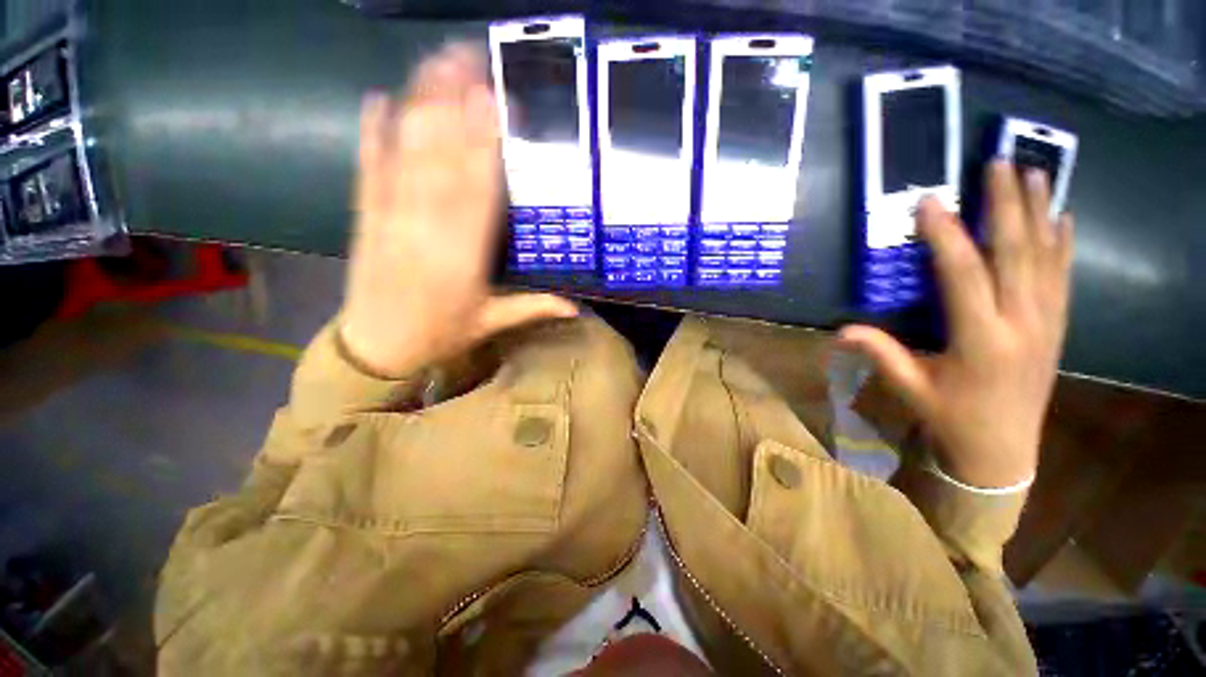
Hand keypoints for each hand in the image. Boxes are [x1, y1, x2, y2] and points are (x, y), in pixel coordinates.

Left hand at [340, 44, 576, 377]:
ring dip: (421, 106)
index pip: (477, 193)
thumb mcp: (491, 323)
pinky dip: (371, 133)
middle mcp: (425, 229)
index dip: (485, 146)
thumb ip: (534, 308)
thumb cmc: (441, 335)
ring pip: (406, 155)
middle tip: (469, 58)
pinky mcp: (364, 217)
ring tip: (436, 63)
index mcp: (461, 257)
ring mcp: (389, 217)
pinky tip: (377, 98)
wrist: (377, 348)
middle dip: (454, 106)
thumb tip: (576, 307)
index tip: (495, 103)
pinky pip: (367, 169)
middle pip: (441, 160)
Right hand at [840, 162, 1073, 487]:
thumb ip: (881, 355)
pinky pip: (1063, 277)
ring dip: (1039, 212)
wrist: (1005, 450)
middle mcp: (1021, 323)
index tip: (930, 202)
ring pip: (1046, 257)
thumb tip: (841, 330)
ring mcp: (1046, 323)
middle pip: (1016, 253)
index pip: (963, 276)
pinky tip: (1063, 217)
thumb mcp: (911, 388)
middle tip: (997, 164)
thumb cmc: (951, 417)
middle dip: (1006, 205)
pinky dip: (1064, 244)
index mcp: (980, 340)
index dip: (946, 236)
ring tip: (1033, 173)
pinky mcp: (1057, 327)